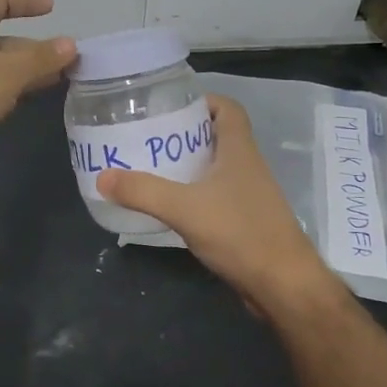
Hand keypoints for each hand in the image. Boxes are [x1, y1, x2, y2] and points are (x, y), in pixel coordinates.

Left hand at [0, 0, 75, 184]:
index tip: (52, 7)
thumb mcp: (6, 74)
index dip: (25, 0)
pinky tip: (24, 101)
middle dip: (32, 47)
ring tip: (58, 79)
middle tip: (65, 58)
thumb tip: (71, 43)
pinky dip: (8, 90)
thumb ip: (40, 58)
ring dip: (24, 71)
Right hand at [96, 94, 339, 318]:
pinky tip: (171, 206)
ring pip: (216, 168)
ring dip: (189, 165)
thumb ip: (143, 191)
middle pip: (217, 136)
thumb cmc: (240, 233)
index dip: (203, 100)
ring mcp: (249, 195)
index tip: (170, 106)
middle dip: (185, 133)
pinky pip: (217, 196)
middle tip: (149, 137)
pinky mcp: (247, 221)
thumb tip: (102, 177)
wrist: (283, 286)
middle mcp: (248, 166)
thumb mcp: (184, 208)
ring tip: (152, 167)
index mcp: (240, 150)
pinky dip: (195, 194)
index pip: (228, 108)